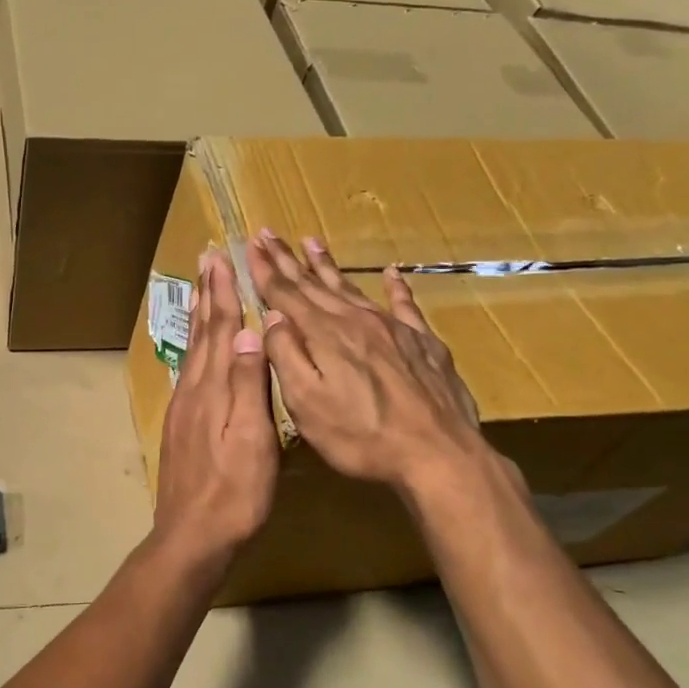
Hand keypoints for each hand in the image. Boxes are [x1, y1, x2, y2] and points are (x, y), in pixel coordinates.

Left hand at [151, 248, 277, 569]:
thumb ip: (247, 384)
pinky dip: (195, 347)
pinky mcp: (180, 425)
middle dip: (206, 294)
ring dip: (199, 316)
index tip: (220, 259)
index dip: (222, 293)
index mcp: (212, 389)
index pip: (219, 329)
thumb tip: (247, 331)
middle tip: (205, 260)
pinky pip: (189, 371)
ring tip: (202, 290)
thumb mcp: (251, 440)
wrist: (192, 536)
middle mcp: (192, 390)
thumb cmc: (234, 492)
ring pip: (193, 350)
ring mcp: (183, 408)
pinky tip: (198, 349)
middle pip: (201, 333)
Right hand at [248, 230, 491, 500]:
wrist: (438, 454)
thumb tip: (270, 318)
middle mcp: (356, 321)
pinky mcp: (423, 343)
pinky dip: (396, 286)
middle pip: (315, 284)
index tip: (250, 243)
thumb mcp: (306, 404)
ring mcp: (393, 329)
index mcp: (324, 335)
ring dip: (328, 265)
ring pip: (352, 288)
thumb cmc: (361, 436)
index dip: (265, 269)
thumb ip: (286, 356)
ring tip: (312, 241)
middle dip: (288, 259)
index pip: (286, 294)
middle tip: (268, 234)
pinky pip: (405, 304)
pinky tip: (392, 272)